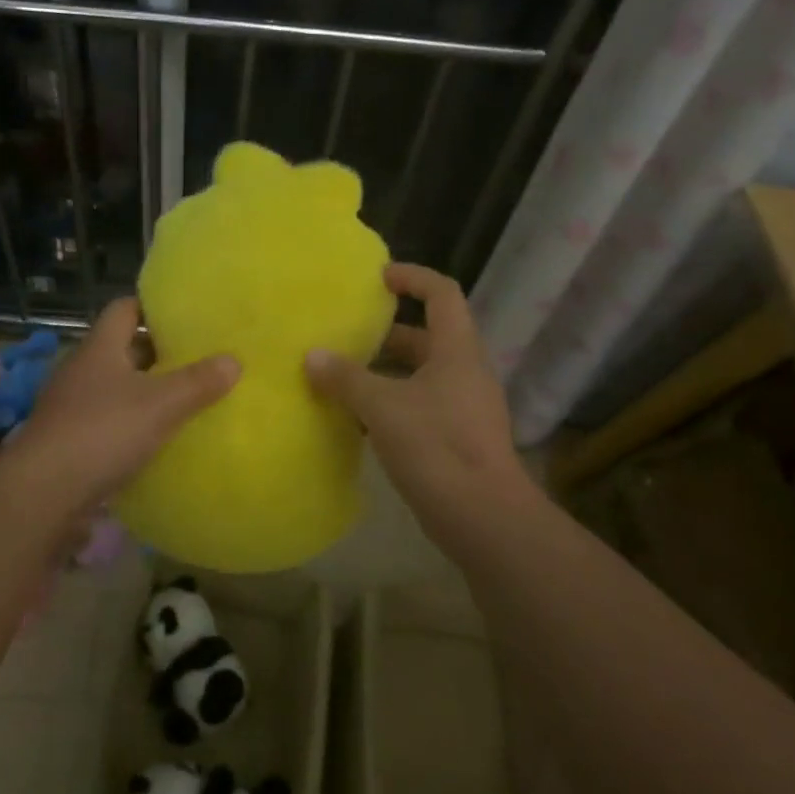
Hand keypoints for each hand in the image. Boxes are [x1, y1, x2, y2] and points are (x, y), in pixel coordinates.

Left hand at [11, 297, 238, 511]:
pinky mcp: (69, 441)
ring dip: (146, 391)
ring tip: (185, 399)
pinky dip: (132, 424)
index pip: (125, 309)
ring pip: (116, 387)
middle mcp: (82, 370)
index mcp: (100, 348)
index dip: (154, 307)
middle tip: (198, 359)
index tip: (187, 316)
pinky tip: (157, 439)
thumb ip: (199, 382)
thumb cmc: (103, 432)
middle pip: (123, 349)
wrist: (43, 493)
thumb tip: (234, 360)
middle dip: (158, 353)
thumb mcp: (161, 404)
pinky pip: (108, 421)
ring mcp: (71, 406)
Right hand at [305, 263, 530, 535]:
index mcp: (457, 350)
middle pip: (429, 336)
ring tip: (344, 375)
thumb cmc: (436, 447)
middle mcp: (466, 372)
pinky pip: (421, 406)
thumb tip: (312, 356)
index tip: (378, 277)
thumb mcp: (383, 406)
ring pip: (422, 375)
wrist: (482, 516)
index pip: (442, 294)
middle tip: (348, 334)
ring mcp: (465, 407)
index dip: (412, 278)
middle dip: (388, 333)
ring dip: (386, 372)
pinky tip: (359, 419)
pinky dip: (392, 403)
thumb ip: (346, 378)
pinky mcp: (457, 438)